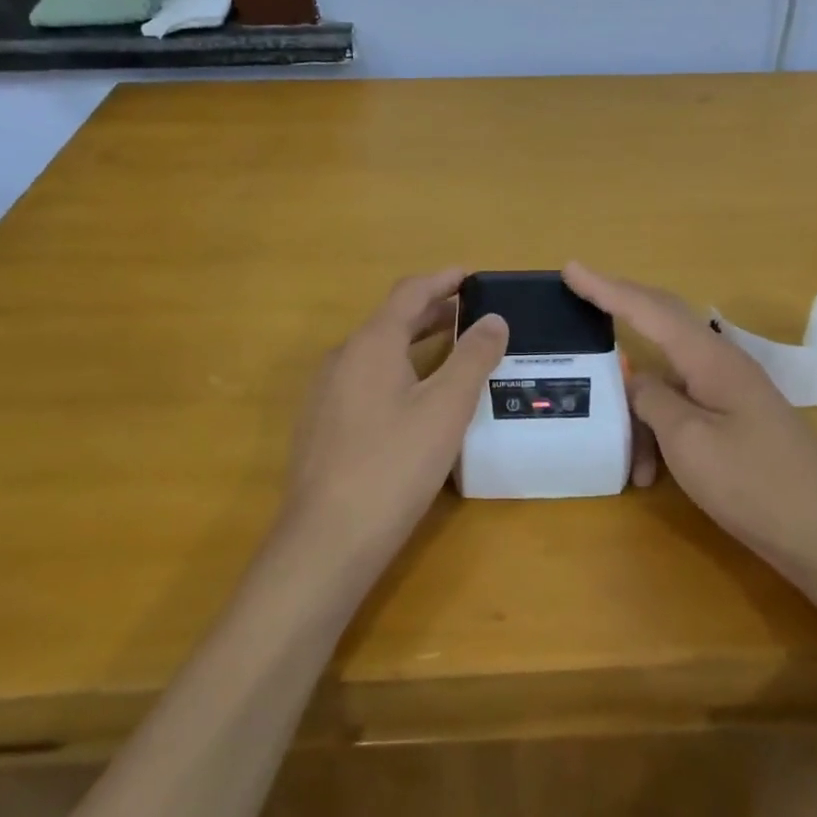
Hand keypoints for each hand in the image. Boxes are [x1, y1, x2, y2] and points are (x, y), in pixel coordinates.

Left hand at [281, 269, 507, 567]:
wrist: (326, 541)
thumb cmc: (393, 465)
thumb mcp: (446, 408)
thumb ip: (473, 357)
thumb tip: (494, 319)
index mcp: (370, 343)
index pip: (409, 292)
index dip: (443, 280)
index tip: (473, 276)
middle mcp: (342, 358)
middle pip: (391, 320)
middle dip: (433, 311)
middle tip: (473, 313)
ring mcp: (326, 394)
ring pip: (377, 352)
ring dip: (416, 343)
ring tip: (452, 350)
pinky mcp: (322, 426)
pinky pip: (365, 380)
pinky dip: (398, 371)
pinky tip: (417, 399)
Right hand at [564, 262, 816, 596]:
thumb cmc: (756, 484)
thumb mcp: (689, 442)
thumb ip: (653, 401)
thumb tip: (635, 380)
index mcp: (710, 359)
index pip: (649, 309)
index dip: (606, 288)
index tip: (571, 268)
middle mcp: (721, 366)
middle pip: (662, 325)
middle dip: (620, 312)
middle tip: (580, 300)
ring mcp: (731, 395)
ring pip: (668, 383)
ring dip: (639, 414)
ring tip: (628, 463)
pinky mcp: (736, 424)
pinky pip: (683, 411)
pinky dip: (659, 435)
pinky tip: (651, 475)